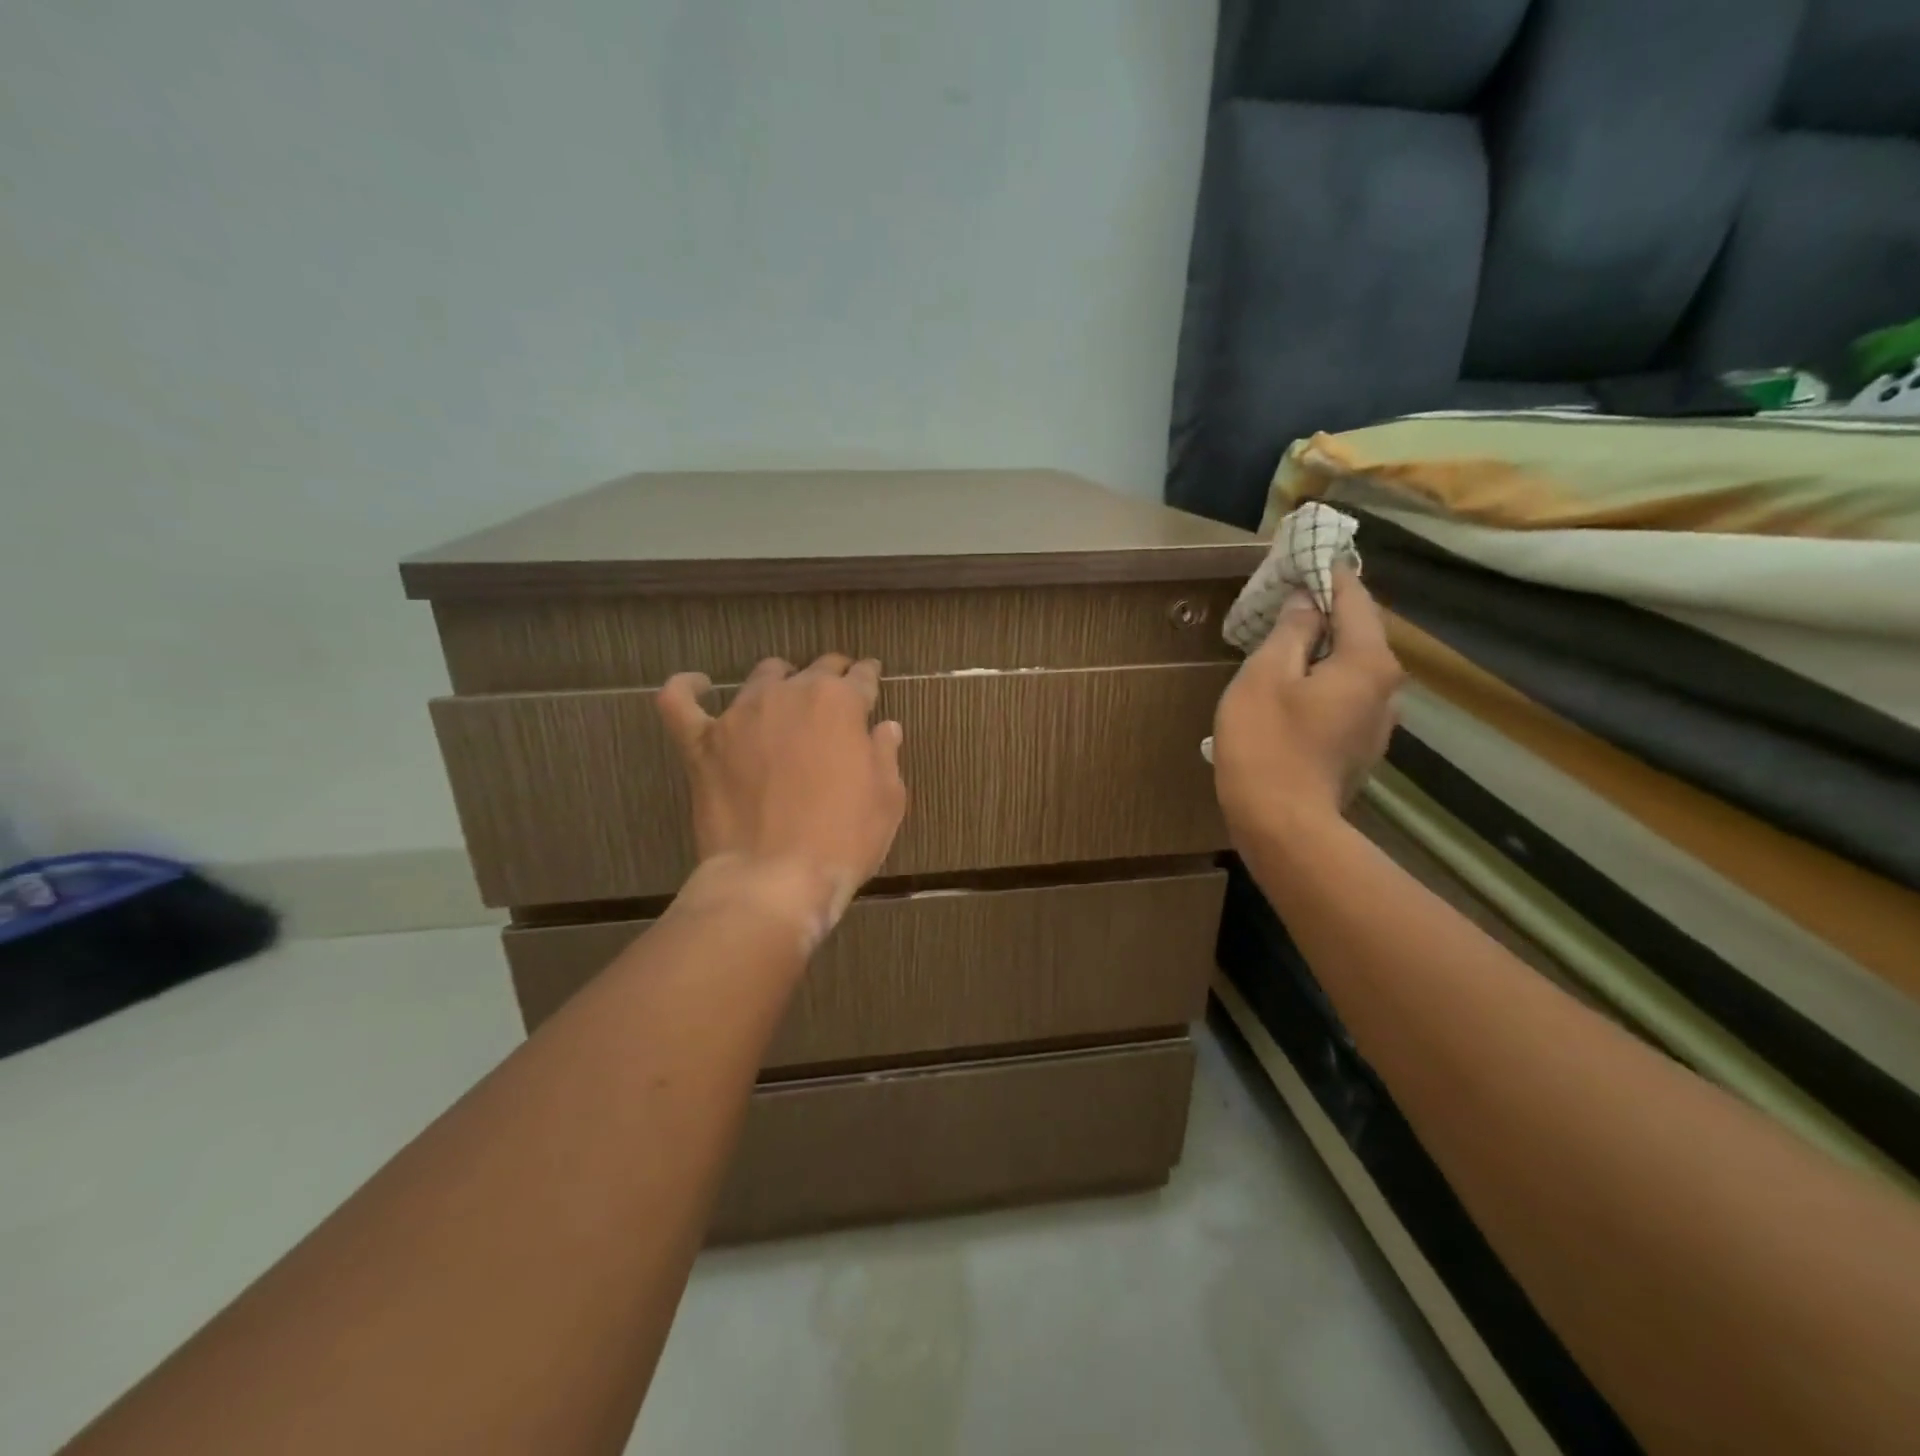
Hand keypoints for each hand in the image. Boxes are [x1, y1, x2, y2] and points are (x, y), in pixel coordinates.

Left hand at [657, 655, 907, 943]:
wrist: (775, 878)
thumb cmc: (844, 839)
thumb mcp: (887, 799)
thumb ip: (885, 754)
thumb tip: (884, 728)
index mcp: (839, 703)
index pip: (861, 677)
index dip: (868, 677)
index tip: (871, 678)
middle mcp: (789, 695)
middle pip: (814, 670)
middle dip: (830, 675)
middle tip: (836, 693)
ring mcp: (740, 716)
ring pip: (762, 678)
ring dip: (780, 682)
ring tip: (784, 697)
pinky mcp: (702, 743)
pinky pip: (681, 703)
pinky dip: (687, 688)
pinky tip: (696, 684)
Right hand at [1211, 569, 1402, 844]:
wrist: (1282, 825)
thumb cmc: (1267, 742)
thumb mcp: (1265, 675)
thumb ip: (1291, 631)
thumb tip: (1307, 602)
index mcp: (1369, 661)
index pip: (1355, 599)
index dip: (1330, 574)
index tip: (1308, 556)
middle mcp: (1387, 688)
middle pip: (1359, 634)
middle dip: (1325, 614)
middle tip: (1286, 601)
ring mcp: (1378, 723)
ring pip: (1352, 670)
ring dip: (1323, 652)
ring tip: (1284, 647)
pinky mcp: (1361, 748)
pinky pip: (1345, 698)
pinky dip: (1323, 684)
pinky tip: (1292, 693)